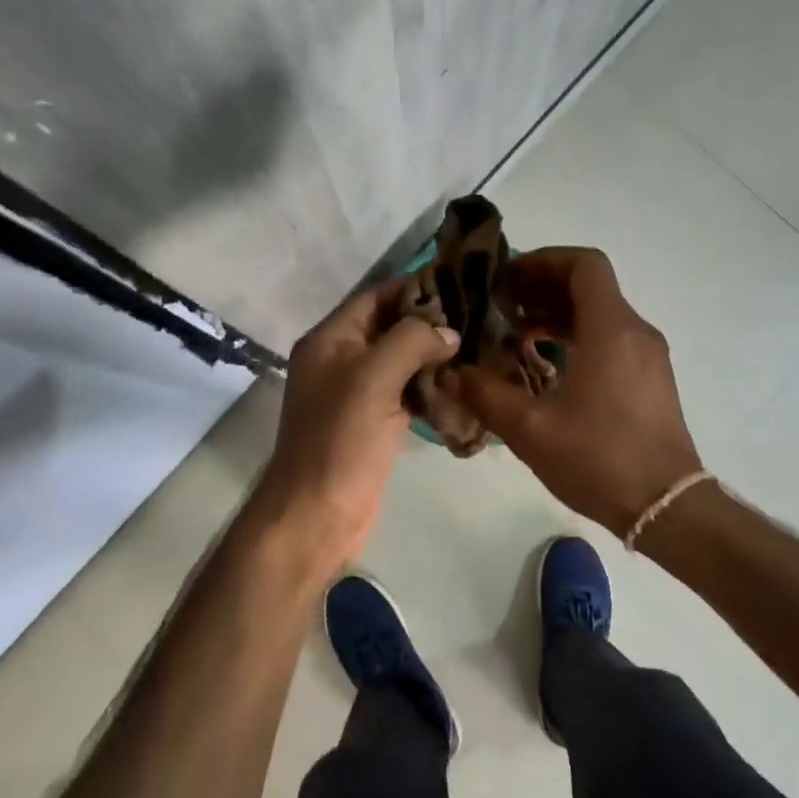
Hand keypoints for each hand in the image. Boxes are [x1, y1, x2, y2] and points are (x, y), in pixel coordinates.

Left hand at [254, 279, 457, 572]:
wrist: (318, 513)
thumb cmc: (340, 440)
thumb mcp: (373, 379)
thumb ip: (411, 342)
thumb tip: (449, 332)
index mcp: (330, 341)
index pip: (375, 298)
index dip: (414, 287)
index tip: (461, 284)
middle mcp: (342, 361)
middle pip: (390, 328)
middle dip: (430, 323)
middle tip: (481, 318)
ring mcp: (358, 395)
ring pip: (401, 363)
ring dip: (435, 356)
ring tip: (481, 346)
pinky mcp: (375, 424)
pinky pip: (406, 394)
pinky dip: (432, 388)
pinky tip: (464, 386)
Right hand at [450, 247, 701, 535]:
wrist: (665, 506)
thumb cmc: (599, 460)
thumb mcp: (531, 430)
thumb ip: (486, 396)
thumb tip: (449, 374)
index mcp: (610, 330)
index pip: (584, 265)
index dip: (544, 260)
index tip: (508, 279)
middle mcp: (635, 332)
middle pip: (591, 287)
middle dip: (544, 288)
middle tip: (503, 306)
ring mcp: (648, 357)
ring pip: (601, 315)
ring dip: (559, 315)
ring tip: (517, 335)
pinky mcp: (651, 380)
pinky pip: (612, 340)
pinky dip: (578, 338)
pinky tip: (548, 367)